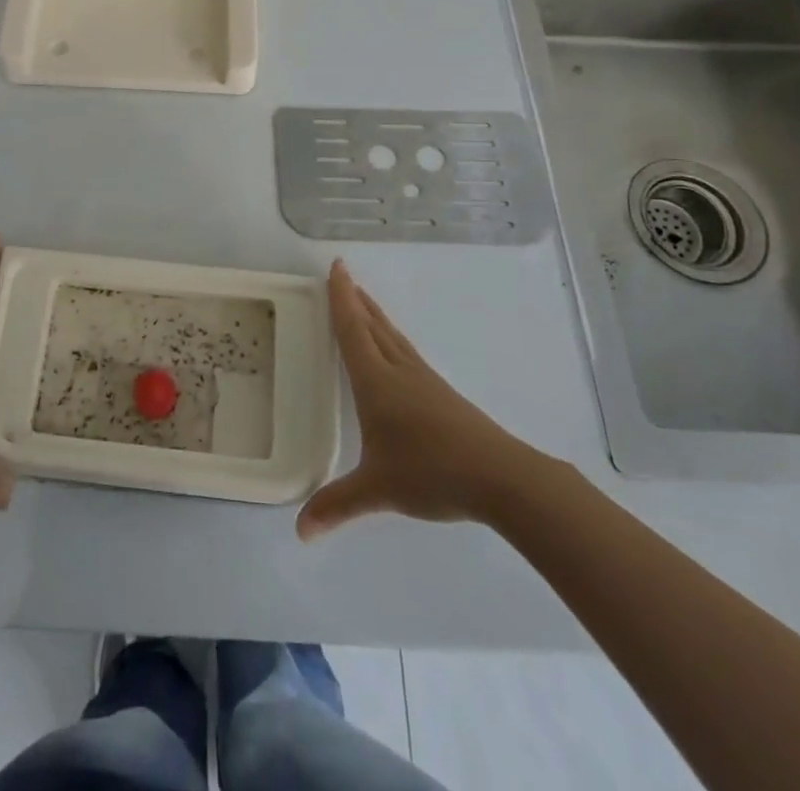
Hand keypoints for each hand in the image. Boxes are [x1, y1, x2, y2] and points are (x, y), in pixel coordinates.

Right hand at [297, 260, 545, 539]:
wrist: (499, 477)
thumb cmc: (431, 473)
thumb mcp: (377, 490)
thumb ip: (337, 506)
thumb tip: (300, 533)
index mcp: (376, 382)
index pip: (352, 330)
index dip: (341, 298)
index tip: (336, 267)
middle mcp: (398, 371)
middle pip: (373, 326)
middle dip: (355, 300)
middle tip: (343, 276)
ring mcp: (424, 380)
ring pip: (393, 337)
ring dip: (374, 316)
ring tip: (363, 303)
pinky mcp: (442, 395)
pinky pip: (406, 353)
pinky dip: (391, 339)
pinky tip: (395, 353)